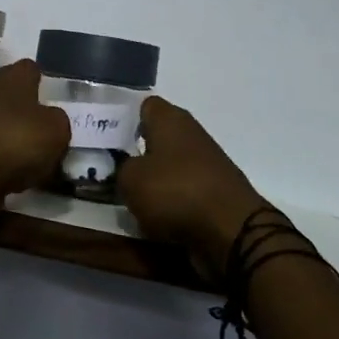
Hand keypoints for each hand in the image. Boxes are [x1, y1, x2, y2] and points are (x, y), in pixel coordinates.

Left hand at [0, 60, 70, 211]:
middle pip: (15, 99)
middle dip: (31, 115)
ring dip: (19, 142)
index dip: (44, 80)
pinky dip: (6, 165)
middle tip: (53, 134)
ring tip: (41, 163)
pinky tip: (20, 180)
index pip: (30, 68)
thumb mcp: (57, 129)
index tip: (56, 96)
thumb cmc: (16, 139)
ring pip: (4, 128)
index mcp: (12, 78)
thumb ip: (59, 121)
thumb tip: (52, 121)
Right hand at [118, 97, 273, 274]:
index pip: (144, 105)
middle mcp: (190, 133)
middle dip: (136, 151)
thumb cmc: (175, 192)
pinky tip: (155, 216)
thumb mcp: (130, 180)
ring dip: (153, 180)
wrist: (232, 232)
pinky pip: (183, 191)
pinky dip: (171, 202)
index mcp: (170, 119)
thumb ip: (121, 169)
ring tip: (130, 197)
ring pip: (169, 166)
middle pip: (157, 137)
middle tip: (111, 168)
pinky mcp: (215, 192)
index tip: (106, 137)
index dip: (124, 118)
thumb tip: (126, 169)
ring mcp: (207, 163)